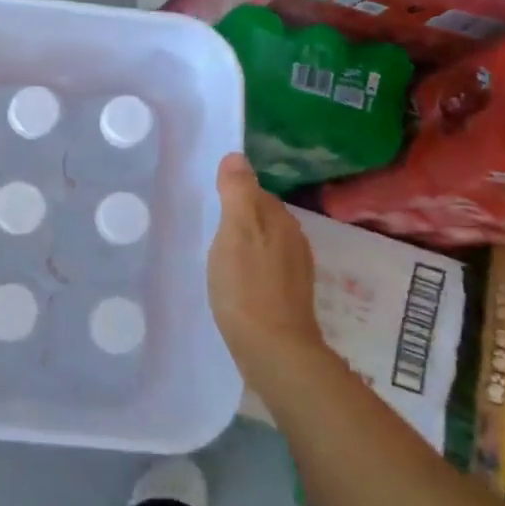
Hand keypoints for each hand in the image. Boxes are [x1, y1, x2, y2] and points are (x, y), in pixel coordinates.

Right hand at [208, 153, 324, 378]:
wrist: (273, 349)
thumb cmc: (247, 286)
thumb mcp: (235, 232)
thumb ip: (237, 193)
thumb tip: (236, 156)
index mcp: (280, 221)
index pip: (257, 192)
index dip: (234, 193)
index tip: (209, 201)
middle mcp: (294, 240)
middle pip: (263, 217)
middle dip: (240, 217)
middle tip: (209, 225)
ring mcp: (295, 270)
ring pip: (266, 243)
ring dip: (246, 243)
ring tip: (217, 252)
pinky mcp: (289, 296)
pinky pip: (267, 267)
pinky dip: (251, 266)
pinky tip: (234, 279)